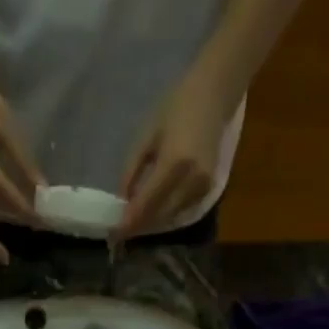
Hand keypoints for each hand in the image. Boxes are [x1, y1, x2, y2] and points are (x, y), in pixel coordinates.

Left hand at [116, 71, 229, 241]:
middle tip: (120, 233)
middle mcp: (191, 180)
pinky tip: (153, 212)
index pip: (146, 203)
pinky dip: (165, 215)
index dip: (129, 221)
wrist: (214, 94)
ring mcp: (203, 186)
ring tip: (133, 225)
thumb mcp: (146, 136)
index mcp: (174, 163)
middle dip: (138, 226)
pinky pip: (182, 210)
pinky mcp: (209, 188)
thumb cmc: (176, 107)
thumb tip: (121, 202)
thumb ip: (131, 171)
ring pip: (171, 217)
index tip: (113, 234)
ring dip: (151, 223)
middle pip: (159, 215)